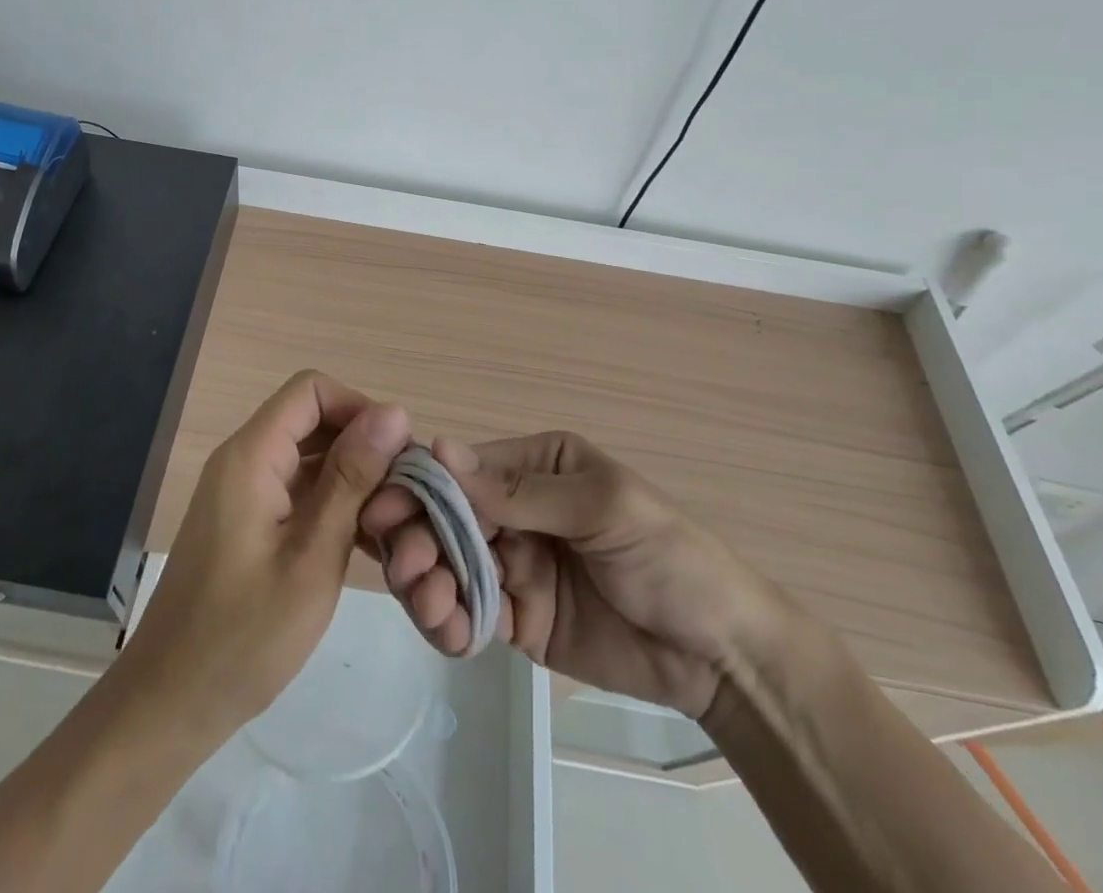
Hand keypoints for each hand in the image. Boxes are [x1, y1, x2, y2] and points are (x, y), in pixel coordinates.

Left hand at [119, 371, 410, 740]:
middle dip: (363, 448)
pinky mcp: (248, 522)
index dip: (360, 408)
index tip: (399, 455)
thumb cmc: (243, 636)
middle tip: (405, 498)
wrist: (171, 704)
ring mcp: (244, 492)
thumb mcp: (313, 556)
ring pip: (310, 457)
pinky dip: (333, 506)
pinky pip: (298, 491)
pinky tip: (368, 547)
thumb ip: (352, 479)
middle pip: (313, 420)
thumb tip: (393, 412)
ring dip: (354, 482)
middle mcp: (245, 459)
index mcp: (252, 455)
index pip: (312, 389)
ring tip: (394, 527)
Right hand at [360, 431, 780, 718]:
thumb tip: (439, 447)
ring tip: (432, 605)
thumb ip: (519, 489)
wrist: (720, 655)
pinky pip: (466, 612)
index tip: (382, 511)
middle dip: (417, 538)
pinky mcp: (515, 616)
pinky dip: (448, 622)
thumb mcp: (601, 508)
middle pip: (444, 517)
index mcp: (533, 466)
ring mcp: (512, 563)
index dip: (420, 487)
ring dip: (426, 582)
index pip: (462, 469)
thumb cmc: (668, 557)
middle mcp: (513, 508)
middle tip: (408, 568)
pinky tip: (453, 634)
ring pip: (446, 564)